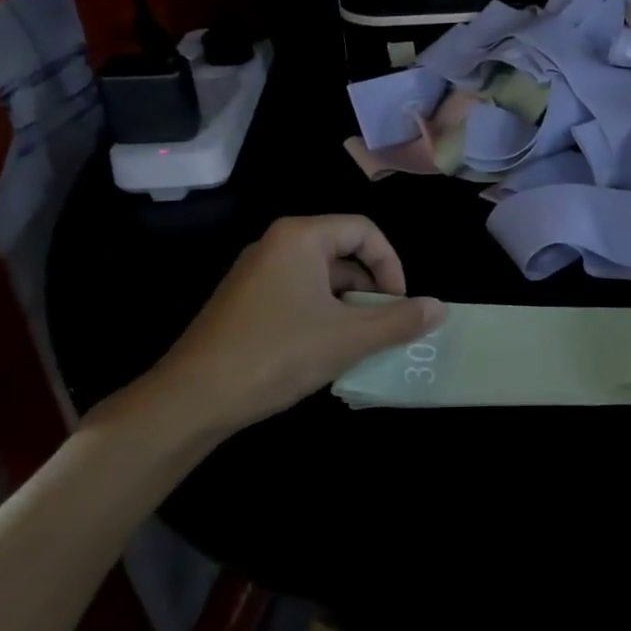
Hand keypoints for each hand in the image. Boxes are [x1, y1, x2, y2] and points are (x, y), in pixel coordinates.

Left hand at [138, 215, 442, 434]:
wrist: (191, 399)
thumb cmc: (277, 354)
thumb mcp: (348, 338)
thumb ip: (399, 320)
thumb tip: (439, 308)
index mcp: (301, 237)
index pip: (365, 231)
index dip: (392, 265)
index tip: (401, 304)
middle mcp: (277, 245)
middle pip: (343, 252)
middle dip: (372, 288)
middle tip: (384, 326)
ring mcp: (256, 273)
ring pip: (321, 277)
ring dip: (348, 305)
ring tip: (359, 343)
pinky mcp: (244, 302)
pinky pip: (298, 294)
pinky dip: (322, 315)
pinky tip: (324, 351)